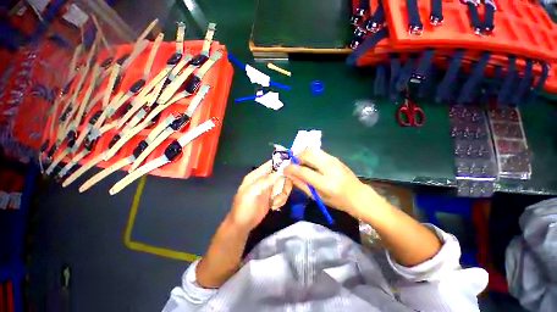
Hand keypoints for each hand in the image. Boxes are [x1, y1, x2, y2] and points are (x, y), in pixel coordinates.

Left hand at [227, 161, 280, 231]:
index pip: (271, 164)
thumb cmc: (244, 207)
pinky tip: (274, 206)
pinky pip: (283, 194)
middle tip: (281, 192)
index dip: (281, 163)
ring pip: (283, 185)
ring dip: (282, 194)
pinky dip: (281, 200)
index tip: (292, 167)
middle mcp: (264, 179)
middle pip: (281, 174)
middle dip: (284, 184)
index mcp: (257, 175)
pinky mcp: (273, 196)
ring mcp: (269, 188)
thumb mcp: (252, 193)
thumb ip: (265, 182)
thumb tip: (279, 172)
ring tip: (275, 202)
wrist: (243, 225)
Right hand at [283, 148, 374, 215]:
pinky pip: (317, 151)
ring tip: (300, 163)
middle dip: (296, 157)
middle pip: (307, 154)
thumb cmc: (338, 201)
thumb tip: (289, 175)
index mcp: (326, 183)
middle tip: (293, 165)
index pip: (303, 171)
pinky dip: (309, 154)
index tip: (284, 169)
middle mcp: (329, 167)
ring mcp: (333, 160)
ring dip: (302, 154)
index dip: (291, 169)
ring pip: (312, 149)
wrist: (358, 195)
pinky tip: (310, 162)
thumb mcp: (318, 197)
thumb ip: (301, 185)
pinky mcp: (334, 157)